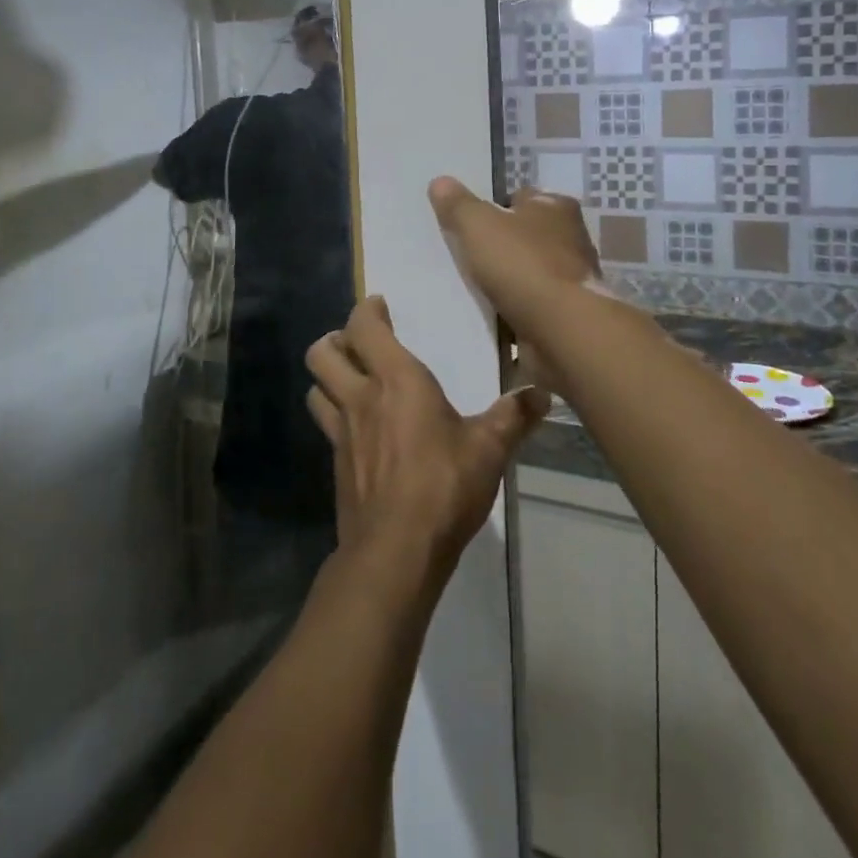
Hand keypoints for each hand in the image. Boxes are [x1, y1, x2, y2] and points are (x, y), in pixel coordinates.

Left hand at [305, 297, 548, 578]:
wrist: (396, 551)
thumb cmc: (443, 486)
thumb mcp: (488, 449)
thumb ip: (513, 417)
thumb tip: (542, 394)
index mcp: (396, 380)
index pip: (364, 327)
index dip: (367, 310)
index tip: (381, 306)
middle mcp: (360, 397)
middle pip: (322, 353)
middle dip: (335, 340)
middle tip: (360, 345)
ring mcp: (341, 432)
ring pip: (315, 388)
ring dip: (329, 378)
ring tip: (353, 381)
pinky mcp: (336, 464)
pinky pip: (325, 425)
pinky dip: (335, 416)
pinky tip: (360, 431)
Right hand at [427, 178, 603, 338]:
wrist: (561, 330)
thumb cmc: (523, 264)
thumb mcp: (478, 225)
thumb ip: (458, 204)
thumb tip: (440, 181)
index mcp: (556, 207)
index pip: (521, 197)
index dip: (494, 206)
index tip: (469, 222)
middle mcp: (570, 238)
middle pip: (525, 235)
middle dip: (500, 245)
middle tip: (464, 254)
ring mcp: (570, 279)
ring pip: (527, 271)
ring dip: (506, 280)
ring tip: (469, 286)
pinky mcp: (566, 314)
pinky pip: (530, 305)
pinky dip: (512, 308)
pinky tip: (488, 314)